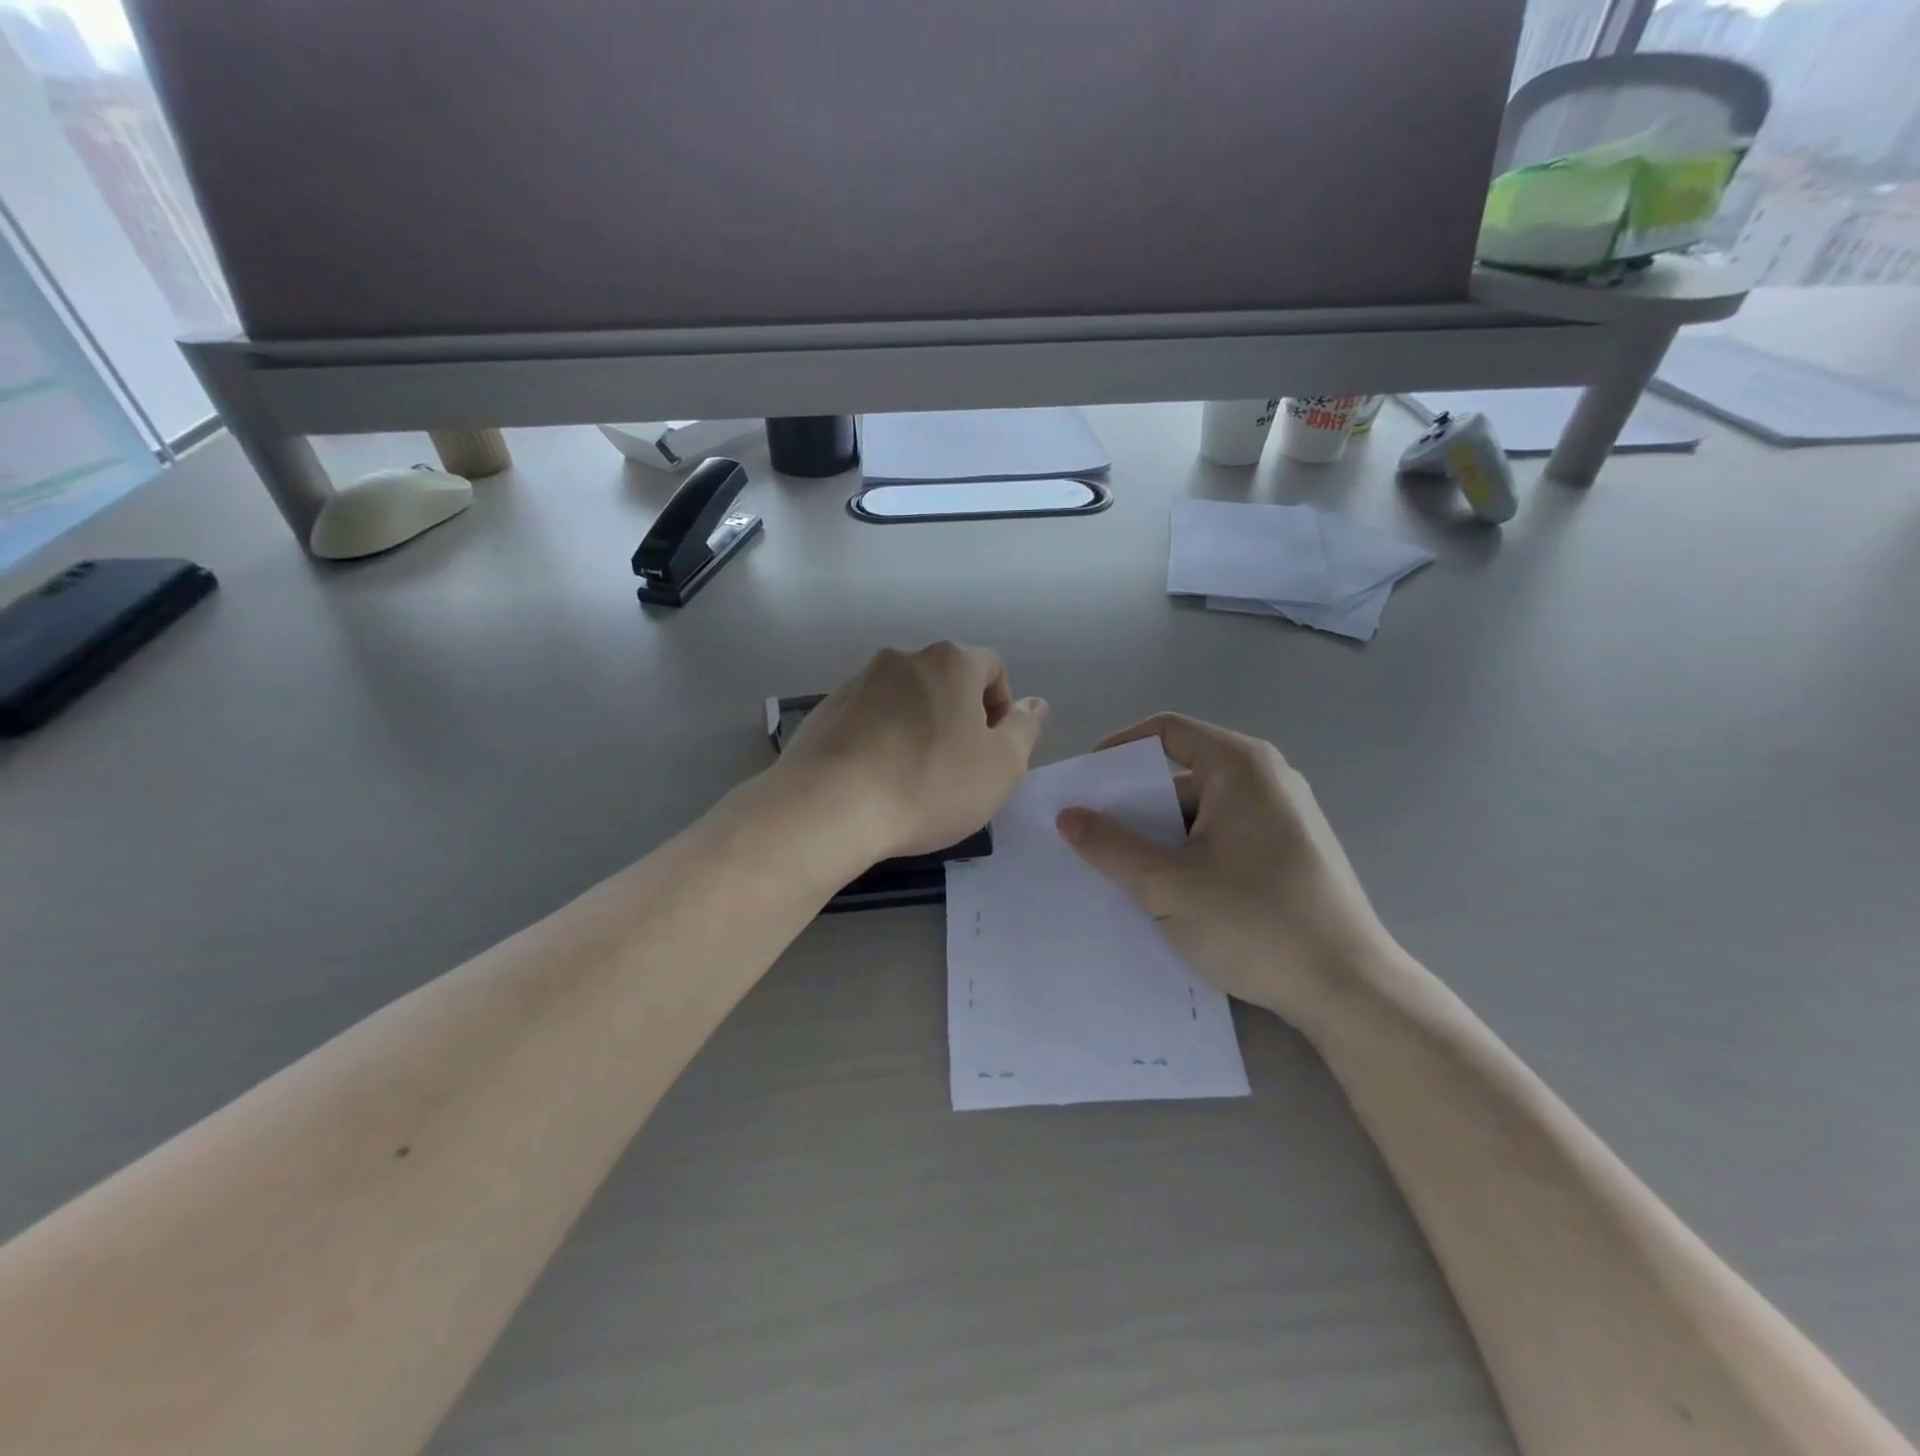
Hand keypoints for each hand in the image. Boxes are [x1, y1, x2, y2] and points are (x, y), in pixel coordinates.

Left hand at [778, 643, 1047, 860]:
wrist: (829, 807)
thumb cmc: (929, 785)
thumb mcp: (1001, 766)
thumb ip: (1025, 729)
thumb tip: (1034, 703)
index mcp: (950, 662)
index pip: (991, 668)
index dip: (1001, 708)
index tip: (993, 751)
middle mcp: (902, 659)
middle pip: (946, 681)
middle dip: (959, 718)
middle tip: (958, 768)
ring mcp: (858, 682)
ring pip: (905, 700)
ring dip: (918, 728)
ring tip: (913, 779)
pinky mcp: (825, 710)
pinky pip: (868, 718)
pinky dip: (881, 739)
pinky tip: (876, 780)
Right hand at [1056, 714, 1396, 1034]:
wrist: (1350, 992)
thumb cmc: (1254, 922)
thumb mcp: (1166, 884)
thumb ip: (1110, 845)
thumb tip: (1067, 815)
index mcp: (1240, 766)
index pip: (1166, 731)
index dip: (1118, 751)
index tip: (1084, 787)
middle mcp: (1267, 779)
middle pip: (1182, 775)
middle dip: (1134, 807)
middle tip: (1093, 841)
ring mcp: (1284, 818)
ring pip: (1202, 813)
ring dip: (1160, 839)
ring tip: (1123, 876)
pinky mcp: (1291, 854)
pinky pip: (1225, 838)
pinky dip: (1191, 856)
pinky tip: (1171, 897)